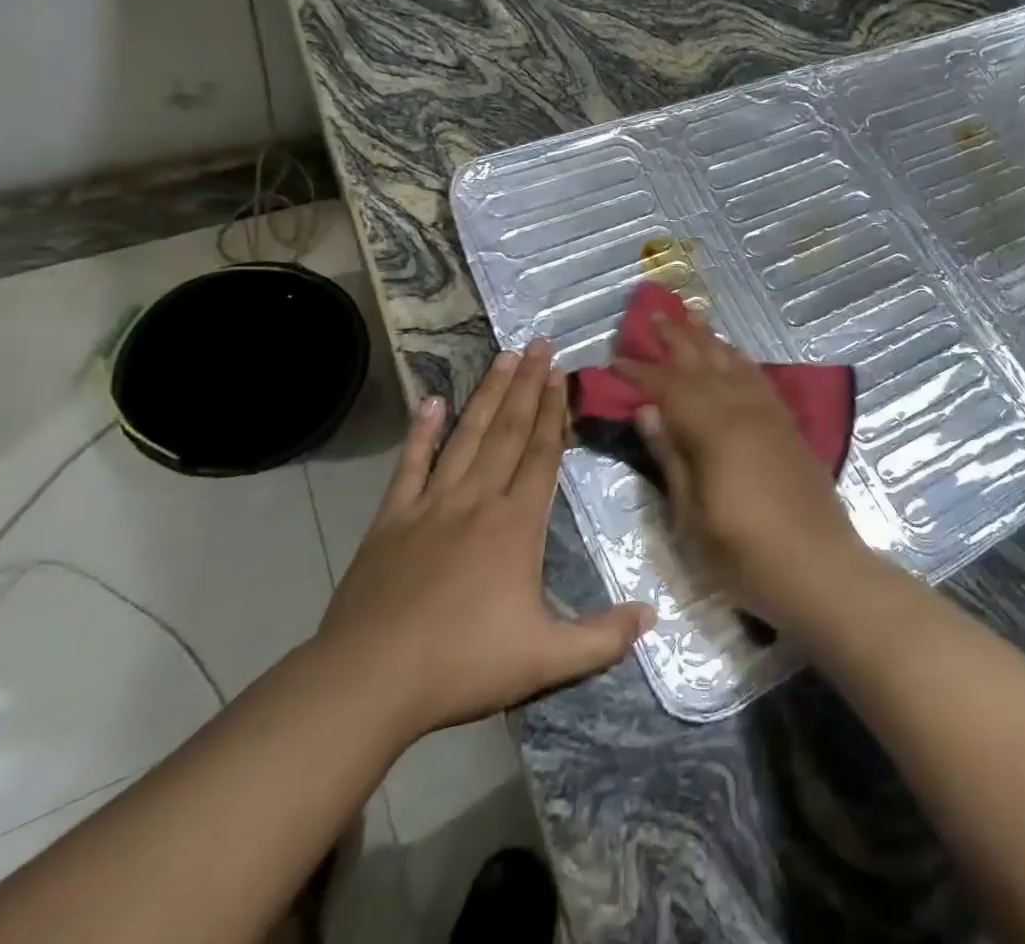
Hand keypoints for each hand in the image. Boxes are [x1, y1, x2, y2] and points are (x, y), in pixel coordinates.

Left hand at [315, 339, 653, 742]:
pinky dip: (421, 432)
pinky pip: (410, 465)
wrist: (370, 680)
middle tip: (539, 344)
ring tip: (504, 357)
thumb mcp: (545, 659)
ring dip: (488, 395)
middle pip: (509, 431)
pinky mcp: (391, 519)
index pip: (542, 454)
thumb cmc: (462, 665)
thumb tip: (654, 616)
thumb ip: (602, 637)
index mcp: (516, 525)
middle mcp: (477, 500)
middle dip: (528, 385)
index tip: (562, 374)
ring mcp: (431, 504)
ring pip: (467, 436)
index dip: (555, 411)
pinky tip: (431, 402)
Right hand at [618, 315, 868, 625]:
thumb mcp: (692, 517)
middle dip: (677, 339)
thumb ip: (671, 458)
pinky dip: (741, 359)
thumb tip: (647, 410)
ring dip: (710, 339)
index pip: (669, 388)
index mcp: (714, 431)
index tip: (616, 359)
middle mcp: (742, 411)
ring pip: (734, 363)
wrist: (821, 569)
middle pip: (704, 363)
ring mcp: (769, 415)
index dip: (641, 372)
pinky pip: (759, 378)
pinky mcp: (788, 426)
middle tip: (655, 314)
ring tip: (693, 316)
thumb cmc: (746, 554)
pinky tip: (735, 354)